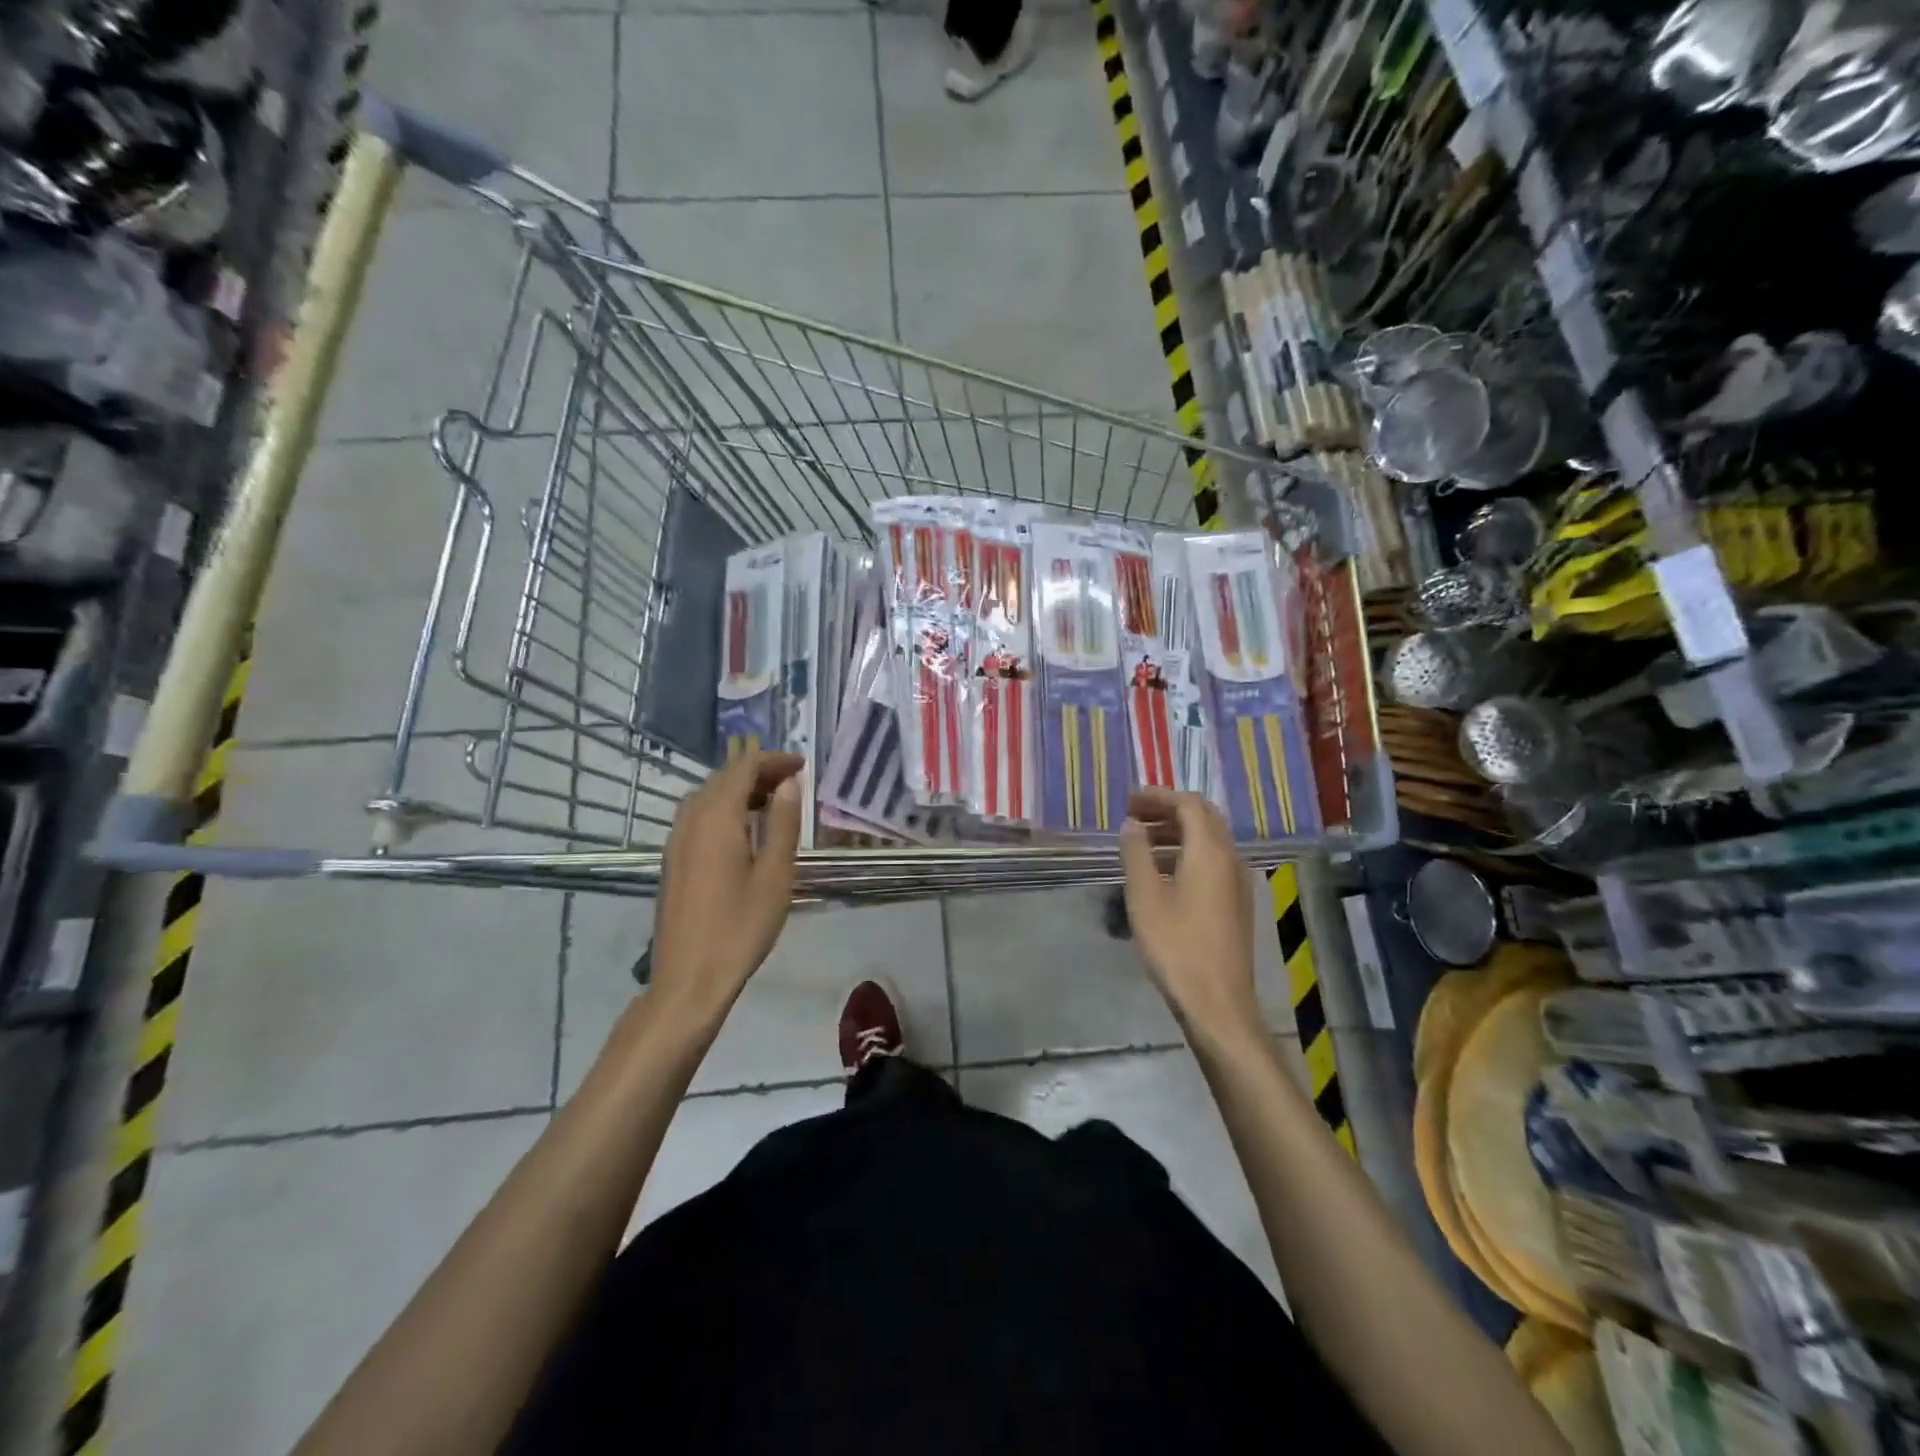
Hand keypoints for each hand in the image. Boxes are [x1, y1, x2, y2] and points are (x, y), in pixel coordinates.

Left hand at [649, 750, 804, 1021]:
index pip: (743, 769)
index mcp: (716, 819)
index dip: (772, 760)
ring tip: (772, 801)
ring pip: (706, 796)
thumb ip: (782, 823)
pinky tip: (743, 829)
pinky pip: (697, 816)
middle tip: (791, 780)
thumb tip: (787, 783)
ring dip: (738, 789)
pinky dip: (723, 808)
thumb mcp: (775, 875)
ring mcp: (676, 841)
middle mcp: (690, 821)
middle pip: (722, 778)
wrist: (690, 979)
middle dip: (756, 771)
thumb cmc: (741, 927)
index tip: (802, 764)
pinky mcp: (673, 860)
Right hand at [1118, 788, 1260, 1037]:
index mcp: (1210, 851)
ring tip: (1141, 842)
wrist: (1217, 1002)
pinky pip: (1212, 861)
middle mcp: (1230, 858)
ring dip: (1176, 832)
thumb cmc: (1176, 946)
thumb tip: (1132, 825)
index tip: (1128, 801)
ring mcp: (1237, 882)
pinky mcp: (1236, 903)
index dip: (1157, 796)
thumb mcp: (1145, 897)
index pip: (1188, 804)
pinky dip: (1187, 852)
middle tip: (1134, 815)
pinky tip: (1162, 872)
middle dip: (1168, 810)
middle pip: (1203, 817)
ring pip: (1209, 840)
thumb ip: (1137, 854)